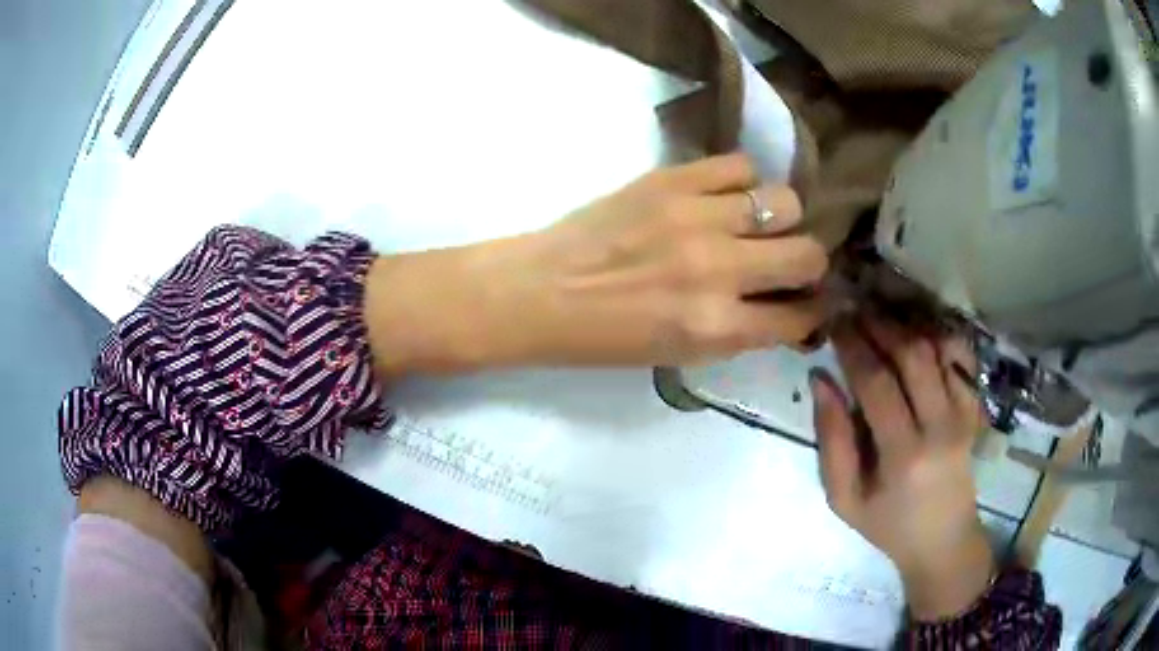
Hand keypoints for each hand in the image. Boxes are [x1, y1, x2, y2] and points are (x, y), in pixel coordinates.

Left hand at [366, 154, 828, 375]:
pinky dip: (743, 182)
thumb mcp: (680, 354)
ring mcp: (697, 217)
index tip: (808, 302)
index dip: (812, 311)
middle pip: (809, 254)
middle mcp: (719, 270)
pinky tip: (725, 196)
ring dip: (781, 218)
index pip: (800, 317)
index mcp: (716, 327)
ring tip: (756, 224)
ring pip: (785, 201)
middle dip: (808, 264)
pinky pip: (740, 164)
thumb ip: (739, 330)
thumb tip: (785, 305)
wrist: (541, 291)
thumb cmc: (605, 337)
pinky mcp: (672, 179)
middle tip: (787, 262)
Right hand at [811, 317, 993, 620]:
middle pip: (913, 355)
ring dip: (908, 326)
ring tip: (881, 319)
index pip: (877, 382)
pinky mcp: (974, 409)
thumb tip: (820, 378)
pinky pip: (960, 359)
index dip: (853, 346)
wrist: (943, 540)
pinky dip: (938, 337)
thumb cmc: (888, 525)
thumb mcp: (844, 498)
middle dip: (880, 325)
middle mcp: (940, 426)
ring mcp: (964, 414)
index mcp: (903, 454)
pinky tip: (917, 333)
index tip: (834, 323)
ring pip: (939, 349)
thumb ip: (832, 439)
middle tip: (855, 311)